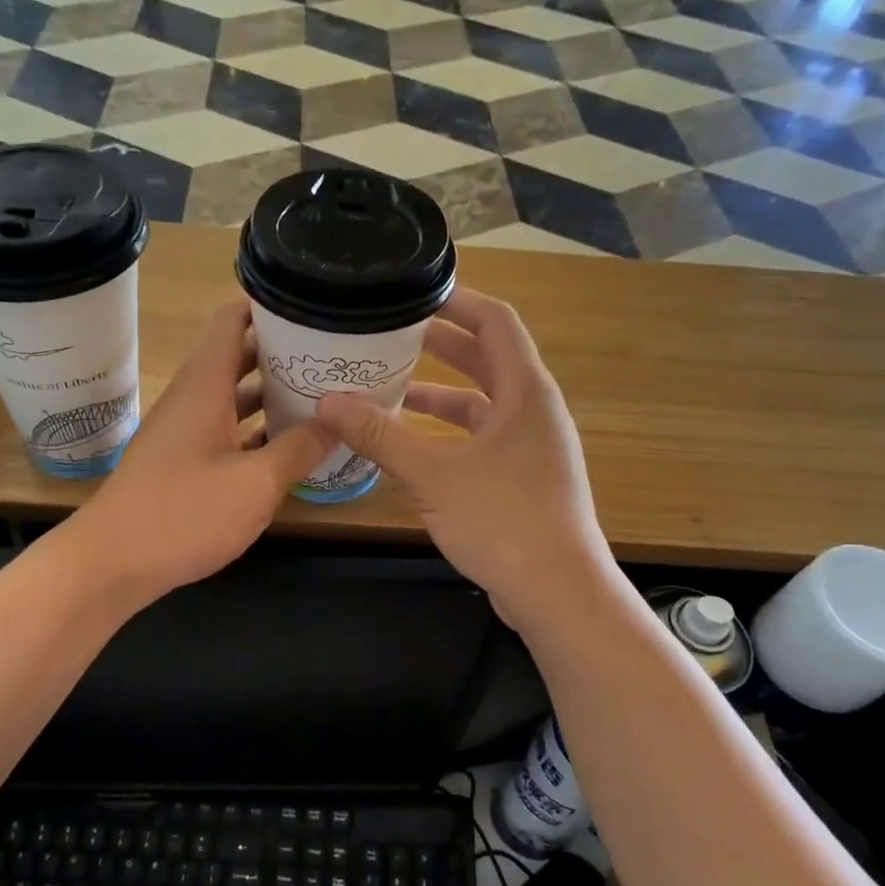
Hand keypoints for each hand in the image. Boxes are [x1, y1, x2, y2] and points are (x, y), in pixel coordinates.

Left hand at [76, 300, 332, 605]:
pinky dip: (255, 431)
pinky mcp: (182, 463)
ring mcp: (184, 432)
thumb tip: (339, 419)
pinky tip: (288, 447)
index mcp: (205, 386)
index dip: (269, 307)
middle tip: (331, 355)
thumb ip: (300, 448)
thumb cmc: (184, 514)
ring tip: (321, 394)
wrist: (112, 563)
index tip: (312, 307)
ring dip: (271, 395)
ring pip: (233, 398)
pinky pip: (225, 431)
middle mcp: (192, 399)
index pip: (233, 321)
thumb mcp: (255, 484)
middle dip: (282, 353)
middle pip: (238, 357)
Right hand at [315, 288, 613, 630]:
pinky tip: (412, 443)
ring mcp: (532, 446)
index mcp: (526, 392)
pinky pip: (483, 437)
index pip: (496, 321)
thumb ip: (381, 436)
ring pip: (483, 402)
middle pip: (488, 358)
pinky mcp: (523, 477)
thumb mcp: (434, 475)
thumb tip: (328, 402)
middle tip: (392, 333)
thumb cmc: (503, 522)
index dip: (457, 301)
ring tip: (392, 384)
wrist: (557, 591)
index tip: (413, 294)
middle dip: (441, 344)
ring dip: (441, 392)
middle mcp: (534, 410)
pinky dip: (449, 431)